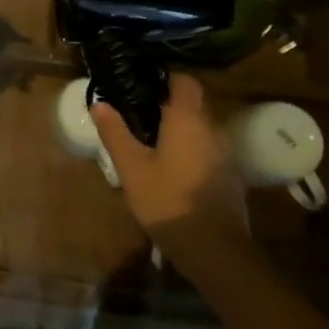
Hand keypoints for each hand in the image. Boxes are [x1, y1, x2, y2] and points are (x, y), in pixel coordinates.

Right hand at [92, 73, 249, 261]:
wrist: (215, 250)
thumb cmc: (168, 201)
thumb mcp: (132, 168)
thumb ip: (115, 133)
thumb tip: (98, 103)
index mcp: (188, 119)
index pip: (184, 80)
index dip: (164, 77)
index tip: (140, 84)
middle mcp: (212, 128)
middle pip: (192, 104)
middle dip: (167, 106)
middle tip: (137, 116)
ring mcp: (224, 153)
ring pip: (200, 128)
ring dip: (179, 130)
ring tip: (150, 143)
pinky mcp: (229, 176)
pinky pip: (206, 149)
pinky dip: (189, 150)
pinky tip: (171, 170)